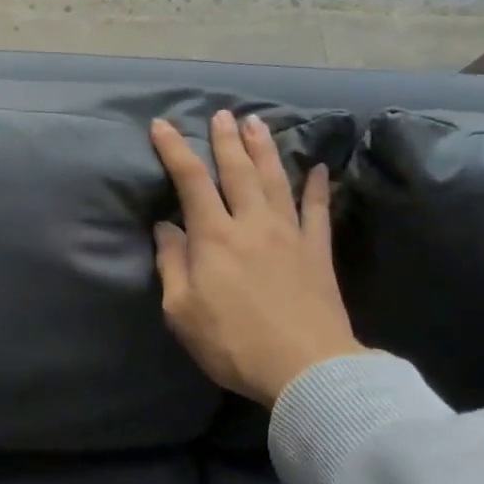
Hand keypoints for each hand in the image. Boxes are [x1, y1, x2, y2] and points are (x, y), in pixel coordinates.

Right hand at [150, 111, 365, 408]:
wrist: (306, 369)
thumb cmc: (233, 343)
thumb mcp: (182, 310)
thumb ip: (172, 264)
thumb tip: (166, 228)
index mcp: (214, 236)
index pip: (191, 181)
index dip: (175, 149)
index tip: (162, 125)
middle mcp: (252, 223)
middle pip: (237, 170)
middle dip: (226, 139)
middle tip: (222, 114)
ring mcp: (290, 234)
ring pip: (275, 180)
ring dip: (264, 149)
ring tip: (256, 123)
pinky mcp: (318, 252)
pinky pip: (319, 211)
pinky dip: (319, 187)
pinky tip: (321, 169)